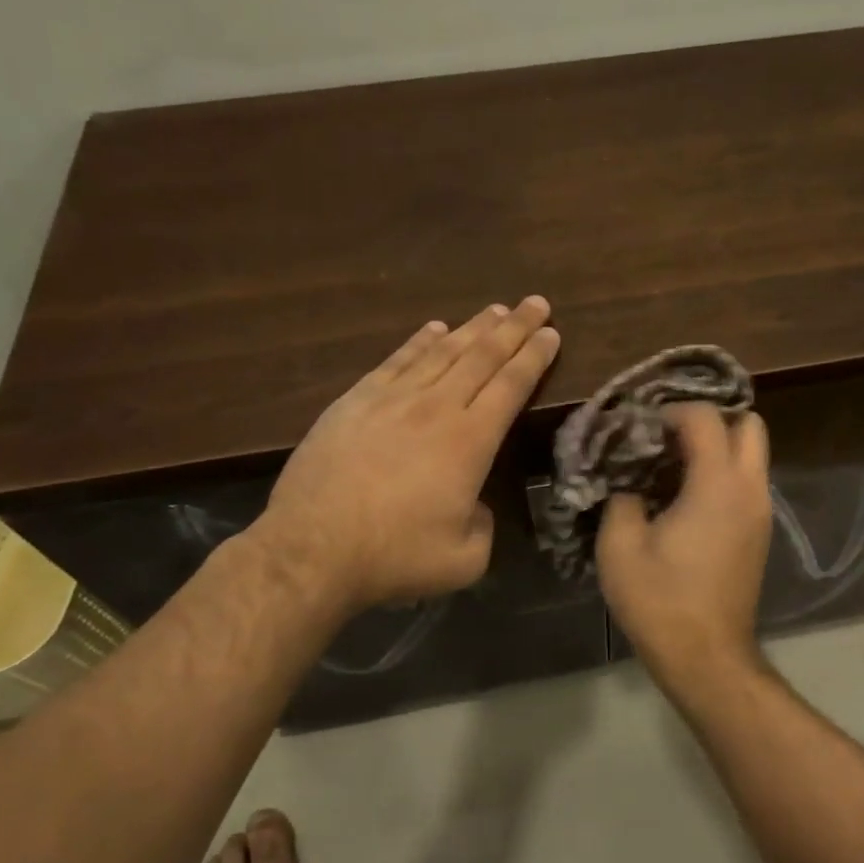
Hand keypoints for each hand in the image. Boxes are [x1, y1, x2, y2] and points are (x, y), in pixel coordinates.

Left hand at [249, 297, 559, 611]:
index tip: (552, 333)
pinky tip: (434, 328)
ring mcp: (392, 400)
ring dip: (473, 327)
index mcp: (470, 442)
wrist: (312, 550)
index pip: (511, 386)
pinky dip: (419, 341)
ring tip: (495, 310)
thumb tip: (474, 503)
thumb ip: (484, 524)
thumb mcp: (465, 559)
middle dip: (514, 327)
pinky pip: (396, 361)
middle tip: (536, 303)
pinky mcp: (355, 402)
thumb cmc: (394, 556)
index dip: (534, 357)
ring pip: (442, 351)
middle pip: (482, 356)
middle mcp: (436, 408)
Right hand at [596, 403, 772, 689]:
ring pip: (752, 454)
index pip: (706, 417)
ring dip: (718, 447)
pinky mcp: (759, 534)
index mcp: (718, 484)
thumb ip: (621, 499)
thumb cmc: (661, 601)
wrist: (707, 657)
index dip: (671, 411)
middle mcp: (750, 489)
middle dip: (710, 420)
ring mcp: (761, 513)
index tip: (641, 428)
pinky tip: (684, 498)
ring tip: (671, 466)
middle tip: (668, 437)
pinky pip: (747, 482)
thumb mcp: (620, 546)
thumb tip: (628, 484)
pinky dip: (723, 474)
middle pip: (749, 424)